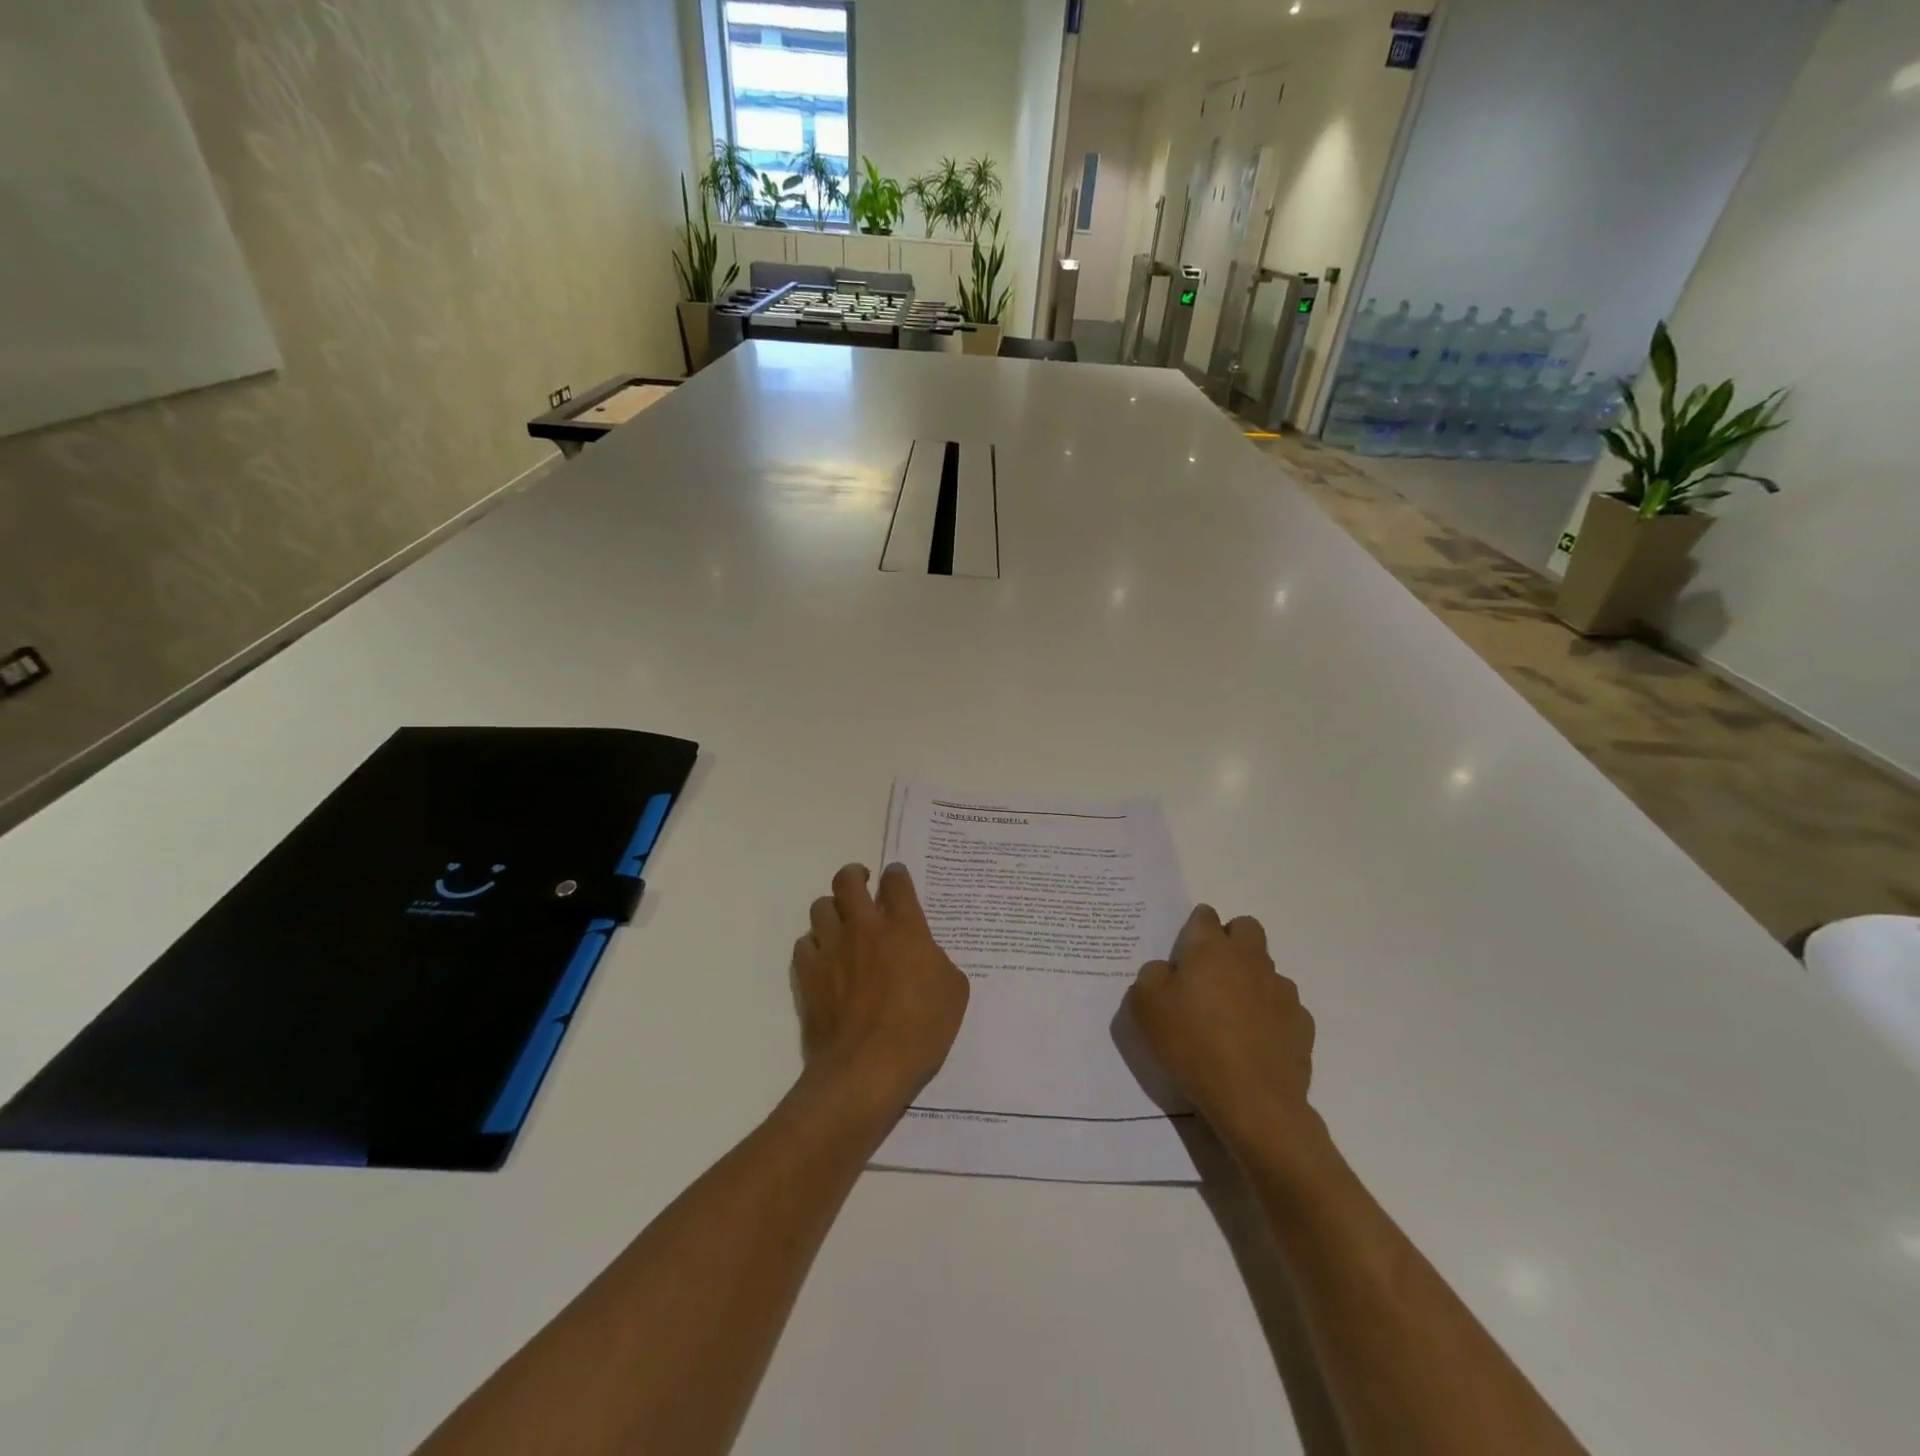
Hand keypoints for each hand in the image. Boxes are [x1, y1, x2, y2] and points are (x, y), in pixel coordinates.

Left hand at [792, 863, 969, 1114]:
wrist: (867, 1068)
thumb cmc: (920, 1030)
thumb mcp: (954, 993)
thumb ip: (939, 962)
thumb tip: (926, 957)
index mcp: (904, 928)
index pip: (896, 882)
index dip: (896, 874)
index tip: (896, 878)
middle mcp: (864, 928)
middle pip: (848, 880)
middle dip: (855, 875)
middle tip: (862, 883)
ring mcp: (832, 949)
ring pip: (821, 907)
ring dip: (832, 910)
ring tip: (841, 923)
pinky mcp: (808, 974)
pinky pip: (804, 943)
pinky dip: (814, 944)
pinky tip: (824, 958)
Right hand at [1125, 906, 1317, 1151]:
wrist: (1253, 1101)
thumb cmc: (1192, 1045)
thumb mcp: (1144, 1007)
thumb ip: (1151, 976)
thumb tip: (1166, 970)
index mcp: (1211, 949)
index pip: (1205, 915)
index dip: (1193, 928)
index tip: (1184, 954)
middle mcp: (1250, 959)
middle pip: (1246, 928)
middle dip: (1230, 939)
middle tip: (1210, 973)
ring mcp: (1281, 990)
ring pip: (1266, 967)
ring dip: (1250, 978)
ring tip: (1232, 1015)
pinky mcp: (1301, 1023)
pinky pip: (1283, 1006)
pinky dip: (1270, 1014)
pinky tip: (1255, 1041)